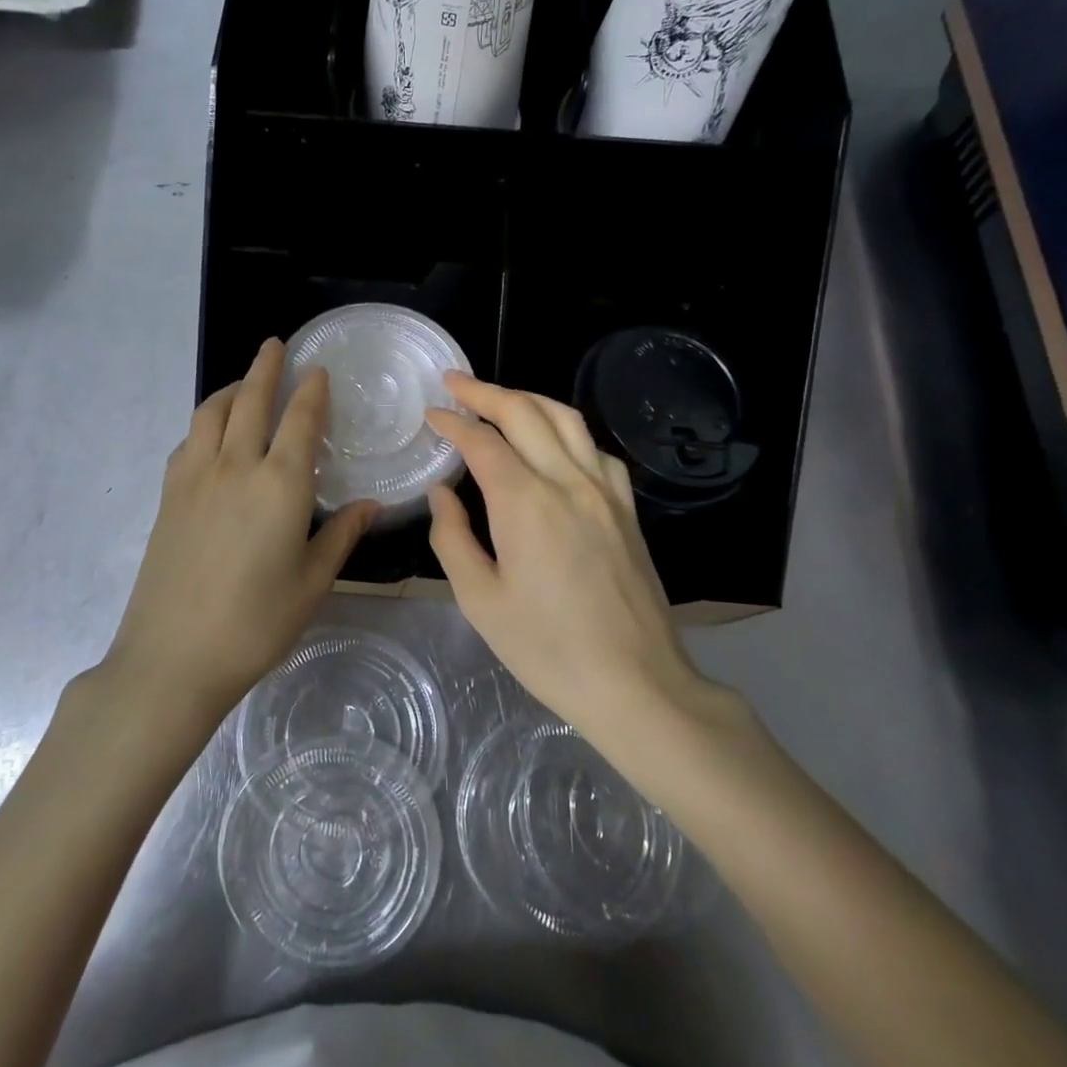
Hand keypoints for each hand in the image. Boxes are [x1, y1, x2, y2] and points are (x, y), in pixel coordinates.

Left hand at [101, 339, 376, 719]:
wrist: (173, 657)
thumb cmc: (255, 624)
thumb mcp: (312, 583)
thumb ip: (341, 536)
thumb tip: (371, 505)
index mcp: (280, 485)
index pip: (300, 420)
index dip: (312, 390)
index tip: (318, 369)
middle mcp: (236, 467)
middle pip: (250, 400)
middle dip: (266, 367)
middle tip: (276, 345)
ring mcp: (195, 478)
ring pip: (211, 413)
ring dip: (231, 388)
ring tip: (244, 382)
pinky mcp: (169, 495)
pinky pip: (188, 440)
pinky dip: (205, 422)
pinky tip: (212, 434)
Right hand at [425, 372, 740, 738]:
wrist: (636, 683)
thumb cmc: (547, 650)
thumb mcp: (480, 601)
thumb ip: (453, 538)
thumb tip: (442, 493)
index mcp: (525, 504)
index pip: (483, 441)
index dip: (452, 422)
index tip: (429, 413)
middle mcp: (568, 482)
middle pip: (525, 413)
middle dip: (485, 392)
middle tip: (454, 383)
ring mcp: (605, 492)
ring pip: (566, 419)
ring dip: (527, 400)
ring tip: (498, 399)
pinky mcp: (626, 508)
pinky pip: (595, 448)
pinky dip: (566, 429)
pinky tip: (553, 441)